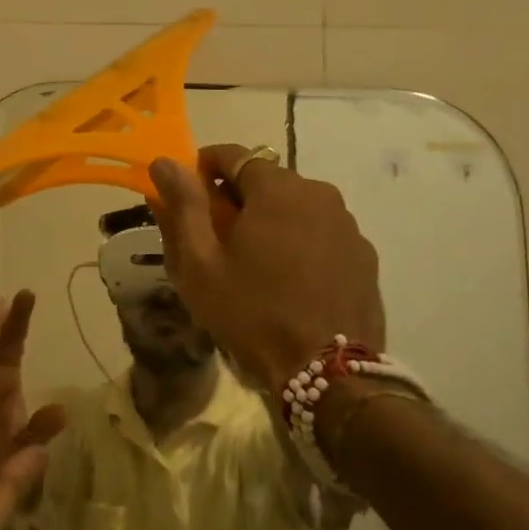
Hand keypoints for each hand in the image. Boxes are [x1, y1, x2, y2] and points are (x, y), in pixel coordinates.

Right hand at [148, 145, 384, 393]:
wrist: (328, 375)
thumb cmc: (252, 313)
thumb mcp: (200, 263)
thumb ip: (183, 205)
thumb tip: (165, 162)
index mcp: (277, 189)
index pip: (233, 154)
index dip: (204, 168)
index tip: (189, 194)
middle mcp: (319, 193)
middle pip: (267, 179)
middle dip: (237, 197)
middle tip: (216, 235)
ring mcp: (347, 224)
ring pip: (296, 205)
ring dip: (270, 218)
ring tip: (254, 261)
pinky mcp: (364, 255)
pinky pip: (321, 231)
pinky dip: (299, 240)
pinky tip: (288, 278)